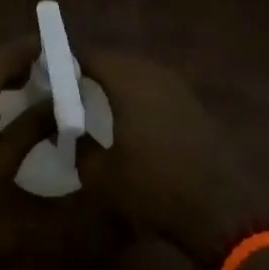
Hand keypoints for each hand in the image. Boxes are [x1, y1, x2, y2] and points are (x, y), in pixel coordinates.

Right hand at [75, 49, 267, 269]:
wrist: (221, 212)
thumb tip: (63, 129)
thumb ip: (76, 145)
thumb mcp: (100, 176)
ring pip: (139, 74)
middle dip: (91, 71)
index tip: (47, 77)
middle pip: (116, 61)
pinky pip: (157, 89)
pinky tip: (129, 119)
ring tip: (95, 103)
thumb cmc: (153, 189)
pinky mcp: (195, 108)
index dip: (66, 63)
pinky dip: (138, 96)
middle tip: (69, 90)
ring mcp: (180, 90)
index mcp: (129, 82)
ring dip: (117, 83)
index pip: (90, 57)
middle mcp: (155, 76)